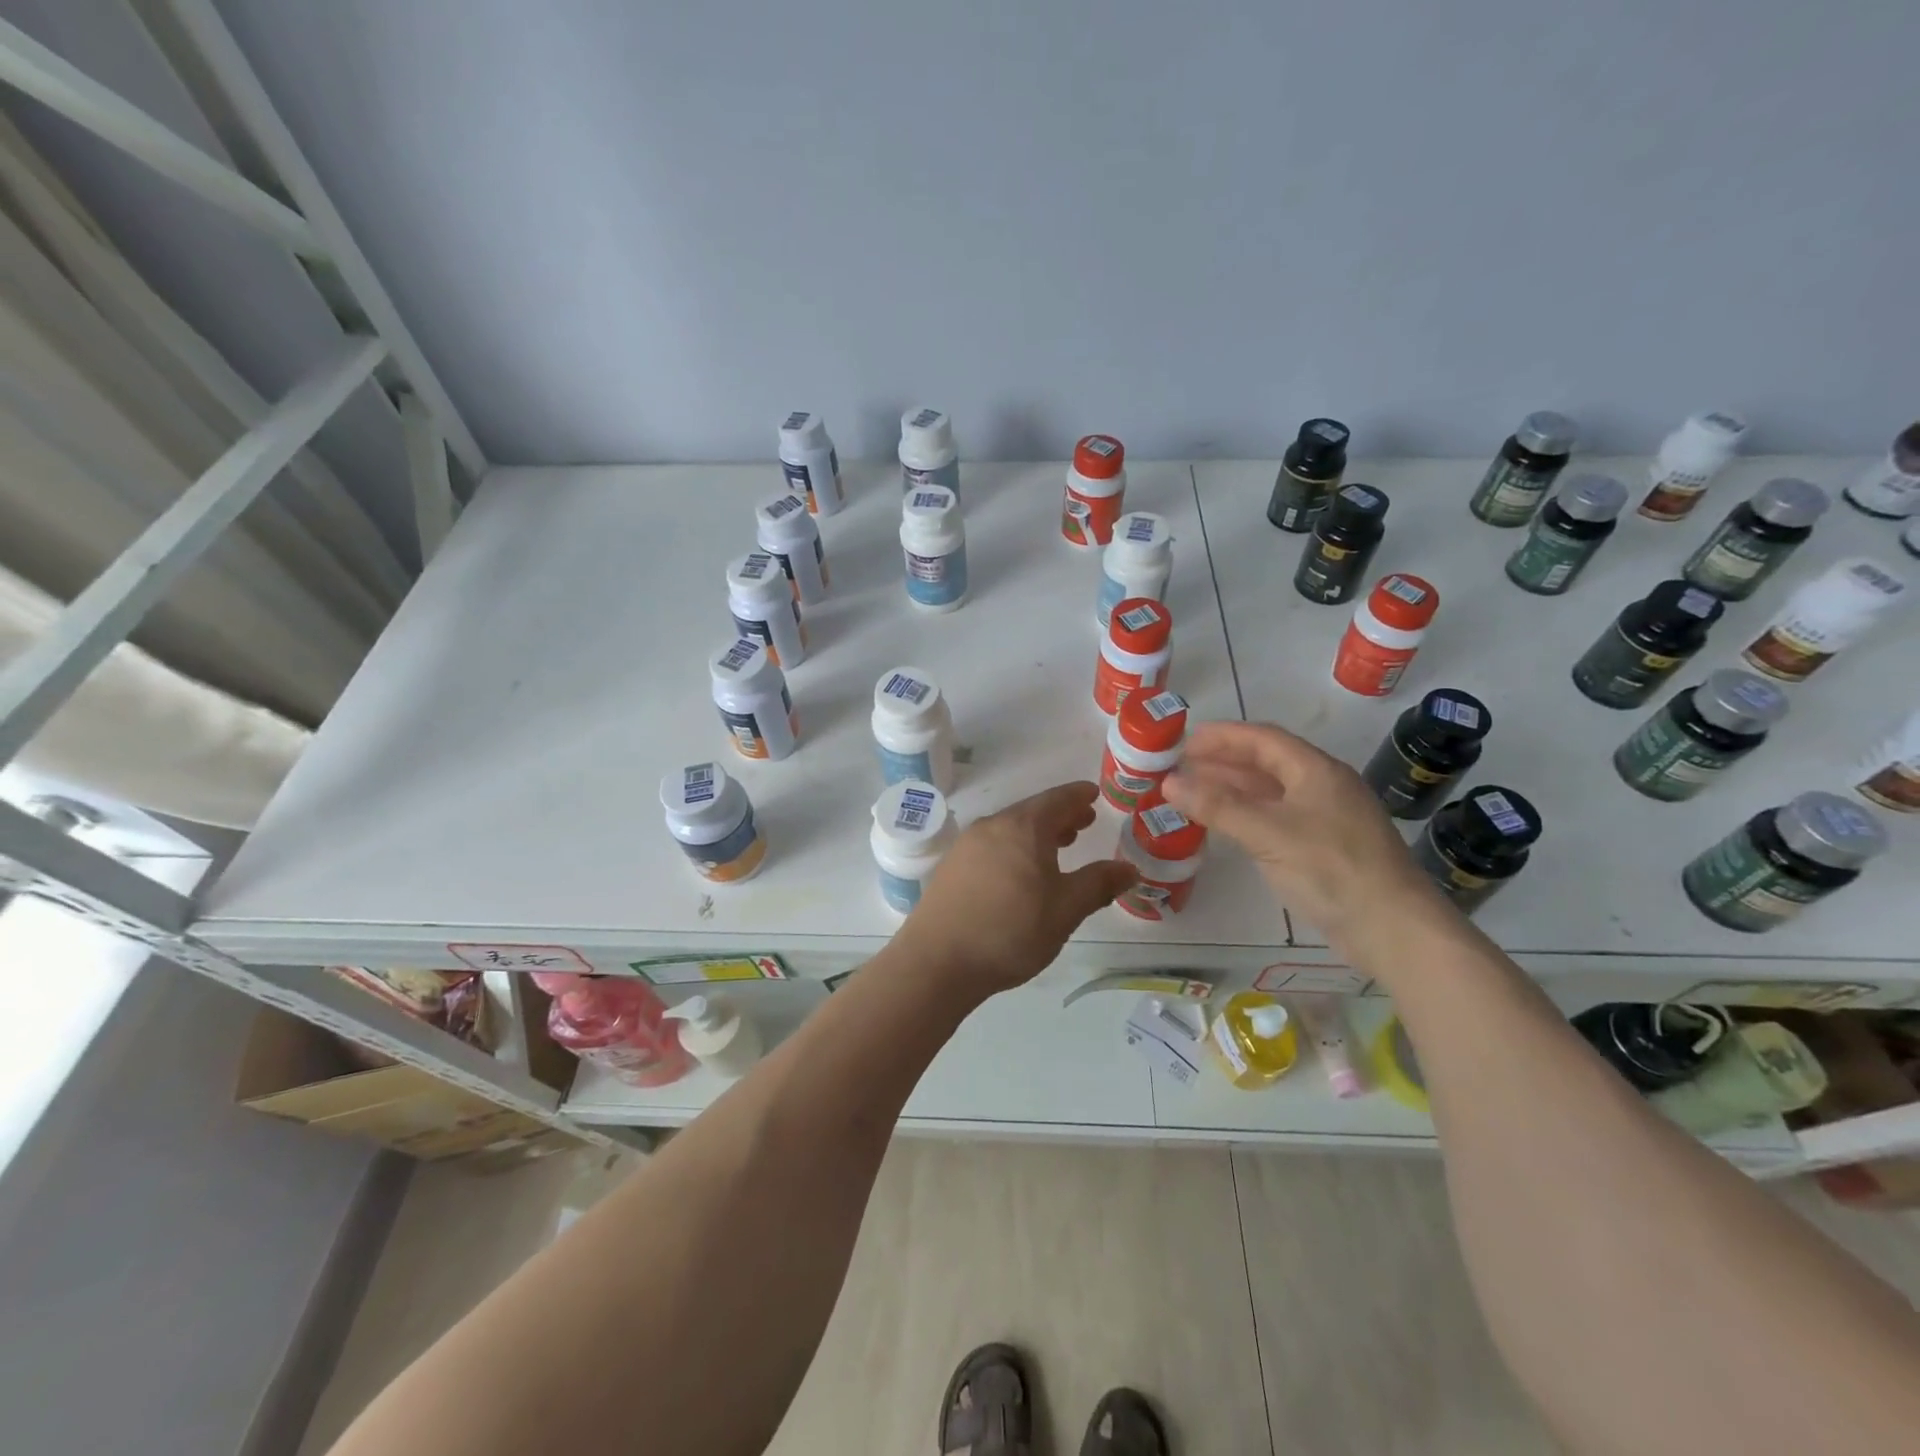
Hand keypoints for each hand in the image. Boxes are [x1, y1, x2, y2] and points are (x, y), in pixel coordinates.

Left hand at [897, 782, 1136, 995]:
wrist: (938, 960)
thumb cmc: (1010, 931)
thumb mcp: (1065, 910)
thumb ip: (1098, 885)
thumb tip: (1129, 868)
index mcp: (1023, 827)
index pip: (1058, 799)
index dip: (1079, 796)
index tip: (1095, 794)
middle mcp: (992, 826)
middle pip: (1032, 811)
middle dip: (1060, 815)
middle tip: (1083, 822)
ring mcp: (967, 845)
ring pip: (1010, 828)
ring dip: (1037, 833)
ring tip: (1057, 847)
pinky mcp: (951, 867)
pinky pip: (992, 845)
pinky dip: (1015, 847)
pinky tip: (1020, 872)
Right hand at [1160, 721, 1442, 939]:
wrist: (1393, 929)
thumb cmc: (1331, 869)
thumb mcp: (1268, 832)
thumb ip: (1217, 806)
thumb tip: (1168, 782)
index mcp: (1316, 770)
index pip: (1262, 739)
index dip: (1222, 736)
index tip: (1182, 742)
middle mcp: (1322, 787)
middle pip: (1265, 763)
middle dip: (1222, 762)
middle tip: (1179, 769)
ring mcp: (1325, 819)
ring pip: (1270, 792)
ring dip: (1231, 790)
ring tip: (1192, 794)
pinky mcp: (1324, 848)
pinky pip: (1275, 818)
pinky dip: (1245, 815)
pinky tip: (1225, 826)